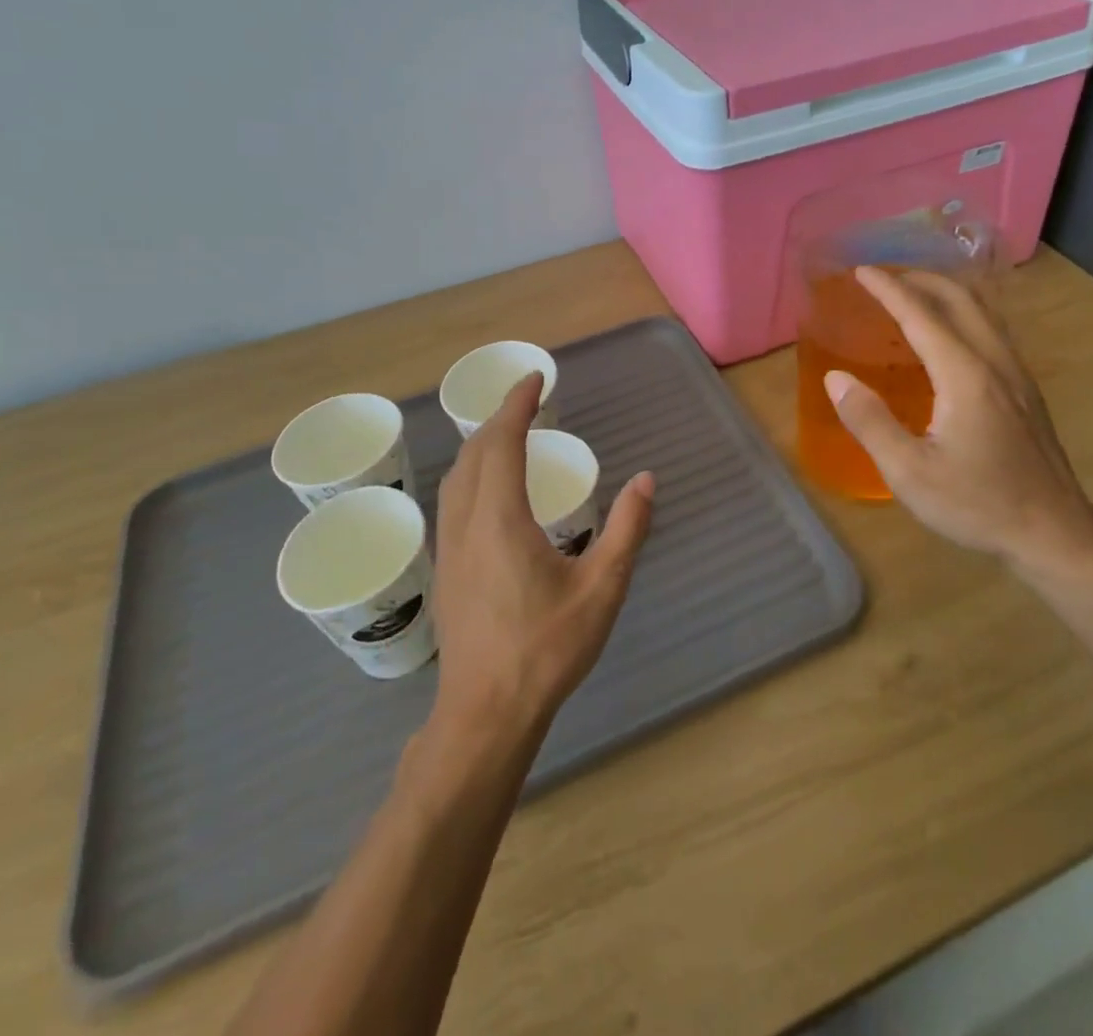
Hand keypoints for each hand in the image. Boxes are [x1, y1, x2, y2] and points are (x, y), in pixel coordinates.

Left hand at [431, 372, 653, 736]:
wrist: (486, 713)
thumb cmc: (547, 649)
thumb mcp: (602, 588)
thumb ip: (627, 529)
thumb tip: (646, 480)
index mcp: (500, 519)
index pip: (501, 442)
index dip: (516, 404)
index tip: (535, 378)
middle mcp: (466, 524)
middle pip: (472, 453)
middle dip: (498, 418)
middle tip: (528, 401)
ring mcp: (449, 548)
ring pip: (455, 477)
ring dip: (480, 445)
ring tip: (510, 435)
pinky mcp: (446, 570)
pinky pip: (452, 501)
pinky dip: (472, 473)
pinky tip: (491, 489)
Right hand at [825, 267, 1092, 580]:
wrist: (1054, 533)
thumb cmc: (977, 504)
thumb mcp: (909, 472)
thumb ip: (869, 421)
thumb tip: (835, 378)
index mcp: (964, 375)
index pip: (920, 314)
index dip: (888, 289)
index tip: (860, 271)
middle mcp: (994, 361)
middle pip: (959, 298)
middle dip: (918, 279)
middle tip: (883, 278)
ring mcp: (1017, 374)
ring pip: (982, 311)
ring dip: (944, 293)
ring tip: (912, 296)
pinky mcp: (1026, 390)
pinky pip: (991, 331)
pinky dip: (961, 314)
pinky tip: (947, 338)